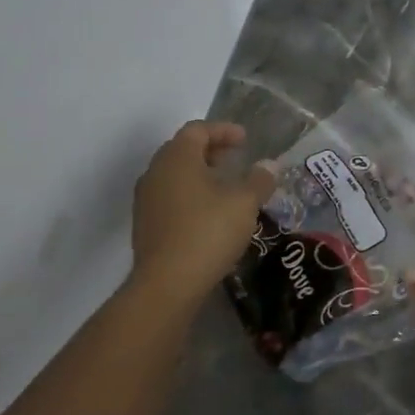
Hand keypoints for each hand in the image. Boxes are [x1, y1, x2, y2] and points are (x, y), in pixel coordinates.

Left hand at [131, 121, 275, 305]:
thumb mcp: (244, 203)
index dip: (223, 130)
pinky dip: (190, 195)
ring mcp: (146, 200)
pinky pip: (169, 197)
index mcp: (177, 158)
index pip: (198, 130)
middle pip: (182, 150)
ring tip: (225, 187)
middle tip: (235, 159)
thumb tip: (270, 165)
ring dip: (199, 174)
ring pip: (174, 175)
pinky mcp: (145, 225)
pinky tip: (209, 213)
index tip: (245, 139)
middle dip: (210, 150)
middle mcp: (155, 172)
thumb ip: (259, 180)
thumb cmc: (208, 232)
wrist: (167, 284)